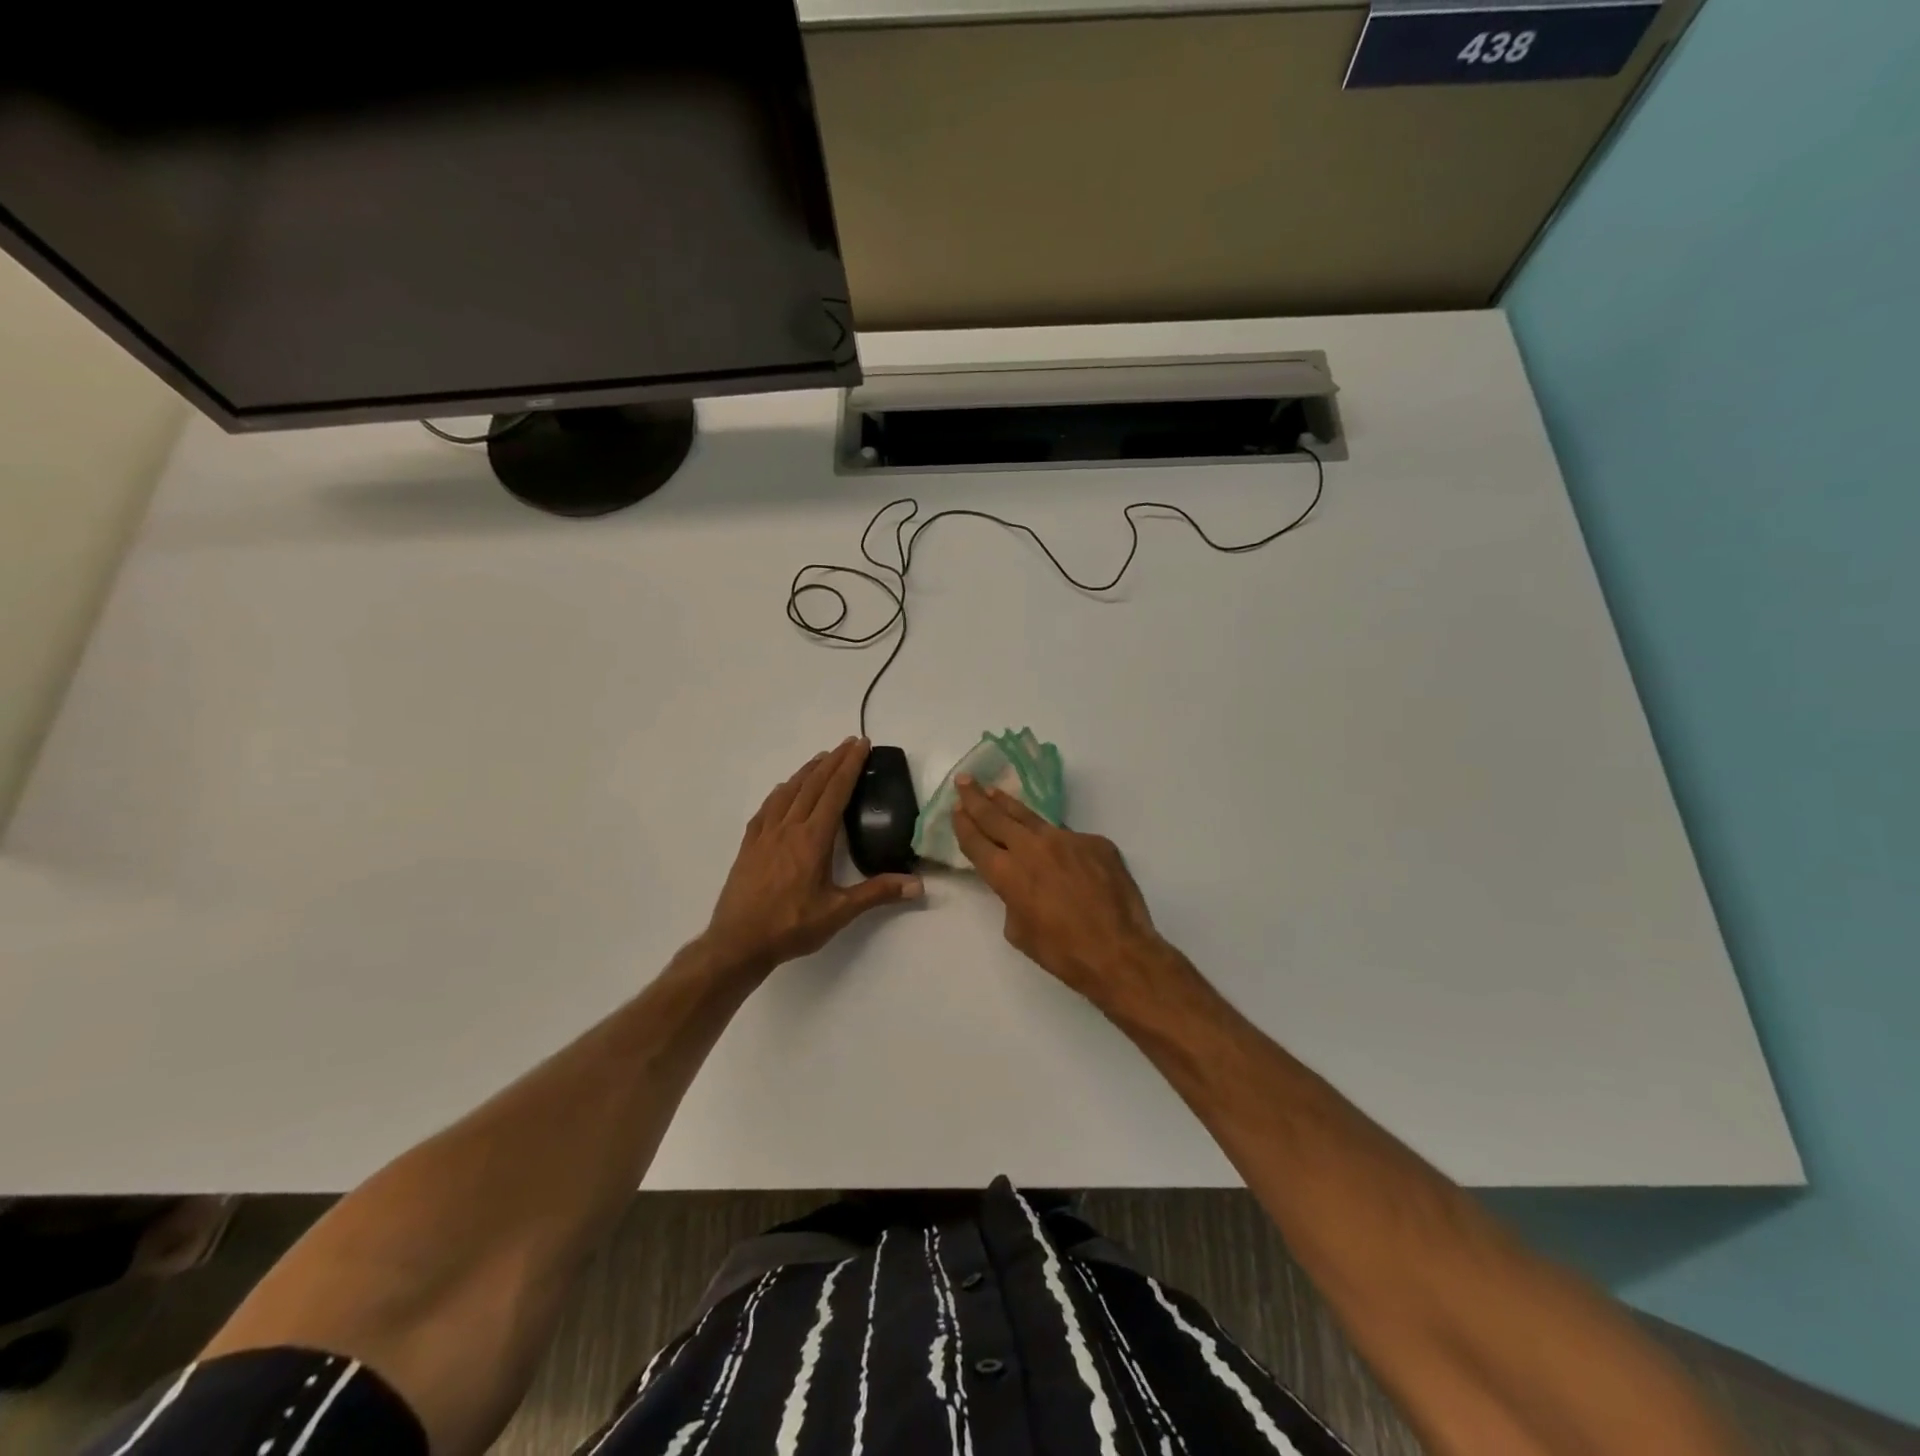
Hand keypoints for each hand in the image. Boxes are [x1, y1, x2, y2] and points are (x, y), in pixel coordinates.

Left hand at [702, 738, 922, 975]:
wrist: (737, 943)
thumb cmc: (791, 927)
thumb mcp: (838, 912)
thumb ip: (877, 893)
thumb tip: (917, 884)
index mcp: (813, 839)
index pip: (835, 792)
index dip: (850, 766)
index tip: (861, 745)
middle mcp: (789, 828)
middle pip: (813, 784)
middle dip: (833, 760)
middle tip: (849, 742)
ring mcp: (765, 834)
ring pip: (788, 792)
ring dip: (807, 771)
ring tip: (821, 758)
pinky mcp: (749, 845)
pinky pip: (767, 808)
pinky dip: (780, 792)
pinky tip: (783, 790)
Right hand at [952, 777, 1178, 1010]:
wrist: (1119, 951)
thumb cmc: (1063, 952)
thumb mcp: (1019, 931)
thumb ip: (1012, 899)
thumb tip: (1022, 885)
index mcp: (1008, 873)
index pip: (976, 841)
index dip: (963, 824)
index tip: (956, 809)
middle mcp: (1032, 847)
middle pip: (997, 817)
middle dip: (977, 798)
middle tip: (965, 781)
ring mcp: (1067, 839)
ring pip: (1031, 817)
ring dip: (1009, 805)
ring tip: (995, 791)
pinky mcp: (1096, 842)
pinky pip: (1070, 838)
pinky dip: (1058, 842)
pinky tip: (1060, 852)